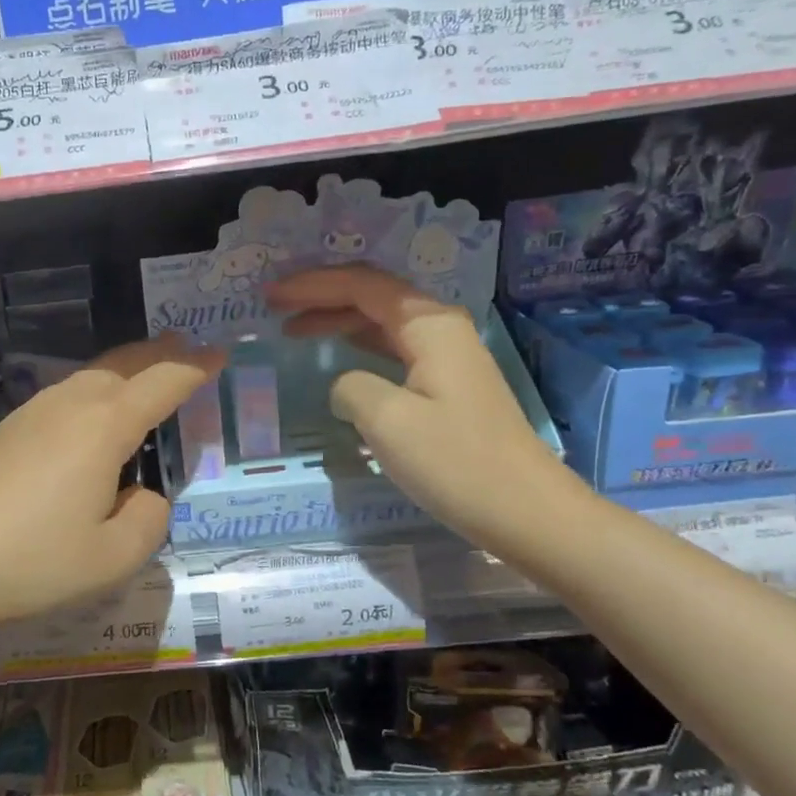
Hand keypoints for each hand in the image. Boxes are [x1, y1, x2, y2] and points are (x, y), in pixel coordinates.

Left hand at [0, 335, 224, 635]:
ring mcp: (34, 411)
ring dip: (128, 368)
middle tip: (188, 350)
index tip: (220, 355)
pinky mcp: (9, 428)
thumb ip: (149, 518)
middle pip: (126, 362)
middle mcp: (71, 403)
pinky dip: (98, 389)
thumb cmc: (32, 562)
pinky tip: (96, 415)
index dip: (197, 366)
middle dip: (162, 353)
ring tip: (149, 375)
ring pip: (94, 374)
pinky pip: (68, 393)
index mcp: (105, 425)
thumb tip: (142, 494)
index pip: (164, 380)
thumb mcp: (113, 557)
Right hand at [267, 265, 578, 546]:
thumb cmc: (456, 463)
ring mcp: (447, 355)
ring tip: (293, 328)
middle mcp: (440, 328)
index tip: (271, 295)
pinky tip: (338, 355)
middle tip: (274, 306)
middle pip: (372, 294)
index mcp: (428, 325)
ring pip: (381, 321)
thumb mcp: (388, 422)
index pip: (361, 285)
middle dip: (321, 295)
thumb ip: (351, 388)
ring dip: (337, 319)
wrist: (525, 510)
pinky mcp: (447, 383)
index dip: (311, 285)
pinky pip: (392, 347)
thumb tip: (345, 385)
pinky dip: (357, 344)